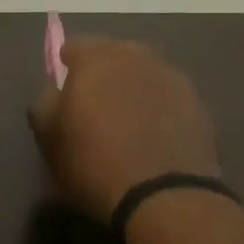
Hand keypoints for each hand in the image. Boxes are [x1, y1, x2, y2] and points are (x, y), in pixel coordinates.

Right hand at [29, 37, 220, 222]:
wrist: (163, 196)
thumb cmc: (94, 164)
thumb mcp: (49, 139)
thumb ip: (45, 104)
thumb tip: (55, 92)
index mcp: (97, 59)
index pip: (75, 46)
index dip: (66, 67)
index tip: (64, 92)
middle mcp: (137, 57)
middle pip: (114, 55)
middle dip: (103, 73)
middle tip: (95, 105)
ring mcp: (172, 78)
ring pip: (144, 74)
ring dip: (133, 89)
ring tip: (127, 122)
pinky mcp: (198, 104)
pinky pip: (167, 97)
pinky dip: (158, 108)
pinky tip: (152, 136)